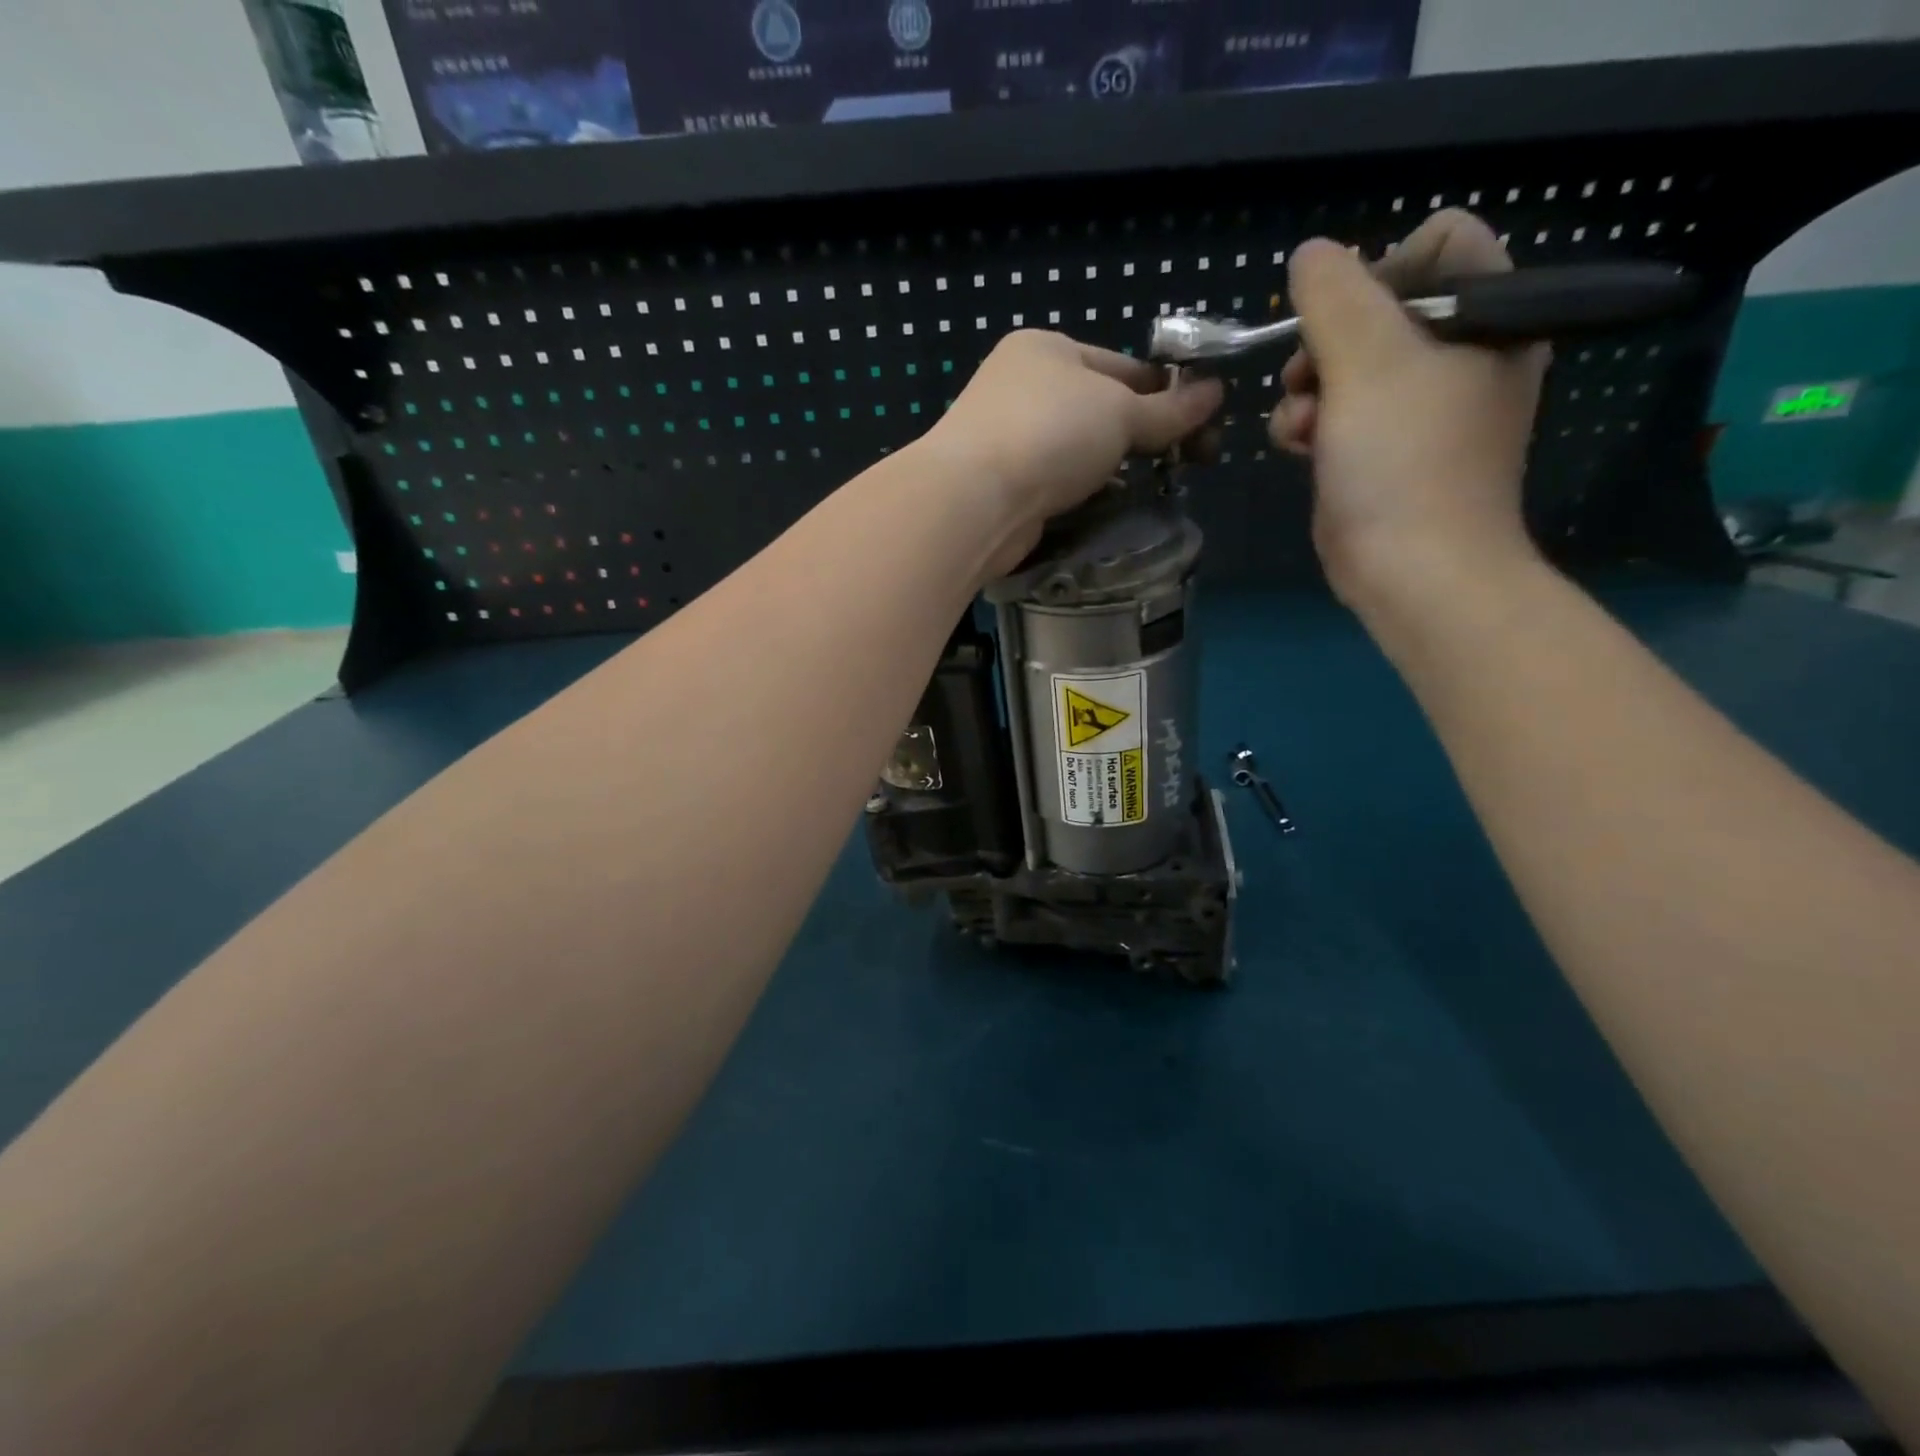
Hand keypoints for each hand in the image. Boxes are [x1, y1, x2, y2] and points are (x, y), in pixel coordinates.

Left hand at [923, 330, 1222, 577]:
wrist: (975, 500)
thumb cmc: (1051, 434)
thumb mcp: (1120, 412)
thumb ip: (1169, 410)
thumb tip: (1215, 393)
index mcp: (1047, 349)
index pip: (1123, 366)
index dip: (1168, 393)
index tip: (1204, 425)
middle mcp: (1023, 387)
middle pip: (1102, 409)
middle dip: (1147, 434)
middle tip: (1192, 463)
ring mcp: (1008, 438)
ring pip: (1080, 450)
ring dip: (1117, 468)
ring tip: (1157, 487)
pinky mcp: (1003, 484)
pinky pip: (1058, 482)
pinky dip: (1086, 492)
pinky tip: (1111, 507)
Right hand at [1270, 210, 1548, 610]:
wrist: (1412, 571)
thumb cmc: (1403, 462)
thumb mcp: (1367, 362)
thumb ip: (1334, 296)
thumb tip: (1310, 254)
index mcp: (1490, 317)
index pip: (1438, 244)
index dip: (1380, 270)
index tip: (1345, 322)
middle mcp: (1461, 355)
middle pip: (1379, 308)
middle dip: (1329, 342)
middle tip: (1309, 378)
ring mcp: (1421, 408)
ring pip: (1348, 364)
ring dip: (1309, 389)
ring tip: (1303, 427)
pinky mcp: (1384, 450)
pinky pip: (1340, 412)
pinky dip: (1312, 424)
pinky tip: (1300, 448)